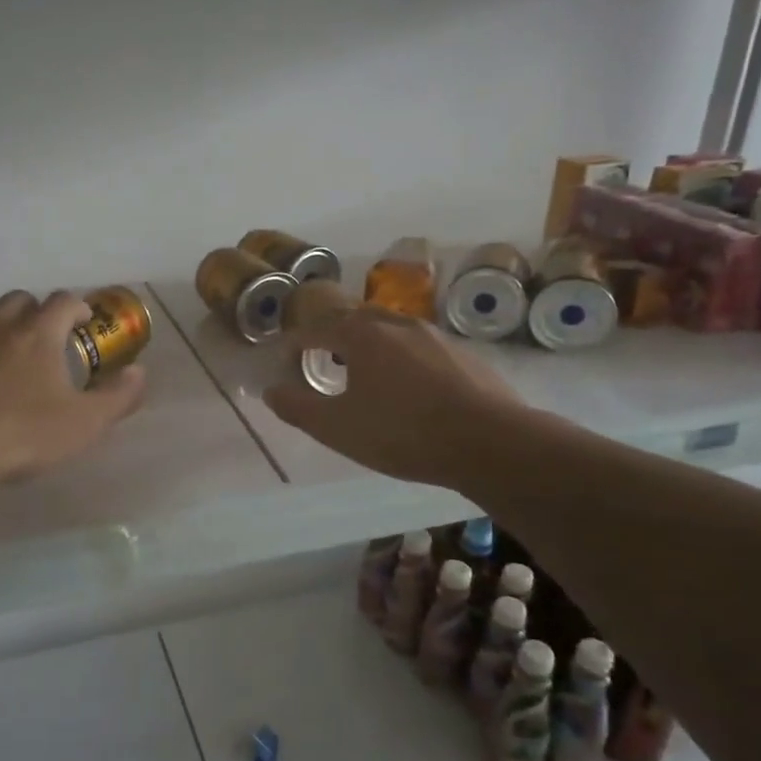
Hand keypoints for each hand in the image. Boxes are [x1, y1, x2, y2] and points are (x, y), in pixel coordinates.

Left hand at [0, 290, 146, 484]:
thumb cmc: (20, 433)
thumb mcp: (83, 424)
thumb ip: (117, 397)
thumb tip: (139, 372)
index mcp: (37, 332)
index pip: (63, 301)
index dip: (77, 308)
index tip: (83, 323)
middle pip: (18, 300)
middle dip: (34, 313)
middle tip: (42, 341)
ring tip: (0, 357)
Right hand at [263, 306, 520, 488]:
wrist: (490, 441)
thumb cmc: (403, 433)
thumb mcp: (337, 428)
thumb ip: (298, 408)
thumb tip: (270, 391)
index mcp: (362, 335)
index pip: (317, 328)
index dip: (297, 343)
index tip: (287, 359)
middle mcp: (397, 325)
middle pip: (356, 318)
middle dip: (334, 335)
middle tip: (323, 359)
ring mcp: (435, 337)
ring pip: (391, 330)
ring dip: (370, 344)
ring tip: (364, 372)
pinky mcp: (463, 356)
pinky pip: (420, 347)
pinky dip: (402, 358)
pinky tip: (410, 388)